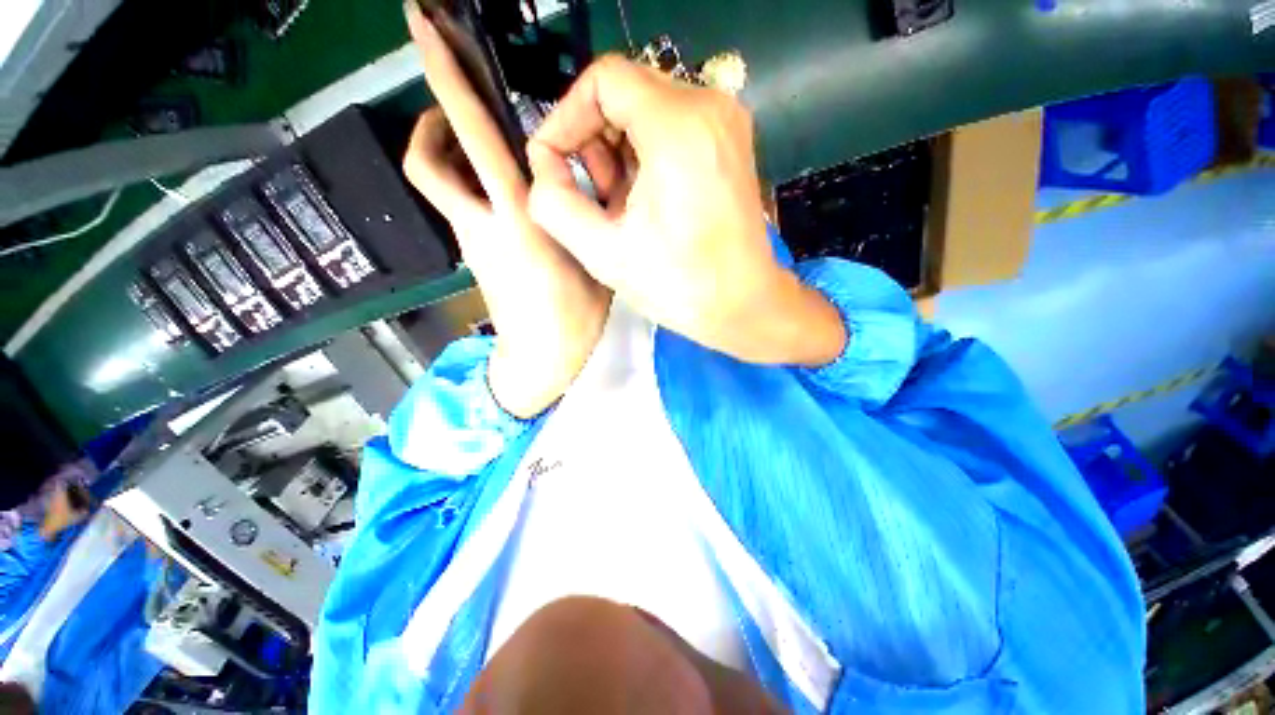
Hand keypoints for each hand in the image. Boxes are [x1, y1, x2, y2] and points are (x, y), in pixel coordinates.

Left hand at [403, 5, 611, 417]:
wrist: (542, 356)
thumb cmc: (574, 315)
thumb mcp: (588, 256)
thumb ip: (572, 213)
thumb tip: (560, 178)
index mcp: (518, 218)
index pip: (471, 136)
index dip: (445, 79)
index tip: (424, 28)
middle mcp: (482, 223)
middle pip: (428, 159)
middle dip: (433, 114)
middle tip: (455, 93)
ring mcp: (470, 240)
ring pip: (441, 180)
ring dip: (451, 150)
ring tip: (487, 145)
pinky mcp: (474, 254)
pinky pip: (460, 204)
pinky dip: (470, 183)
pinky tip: (505, 190)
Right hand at [525, 57, 845, 366]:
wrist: (743, 305)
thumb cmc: (679, 286)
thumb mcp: (603, 253)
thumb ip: (554, 203)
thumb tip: (544, 166)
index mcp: (678, 126)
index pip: (603, 80)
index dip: (566, 117)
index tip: (556, 164)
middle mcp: (709, 107)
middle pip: (626, 93)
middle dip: (594, 141)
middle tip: (594, 197)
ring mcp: (726, 122)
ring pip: (648, 110)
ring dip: (619, 153)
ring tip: (618, 207)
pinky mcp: (730, 143)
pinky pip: (672, 128)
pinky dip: (646, 157)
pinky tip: (644, 202)